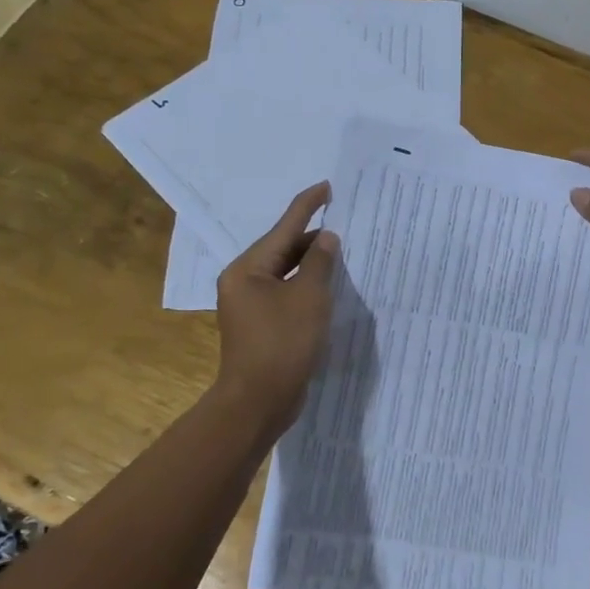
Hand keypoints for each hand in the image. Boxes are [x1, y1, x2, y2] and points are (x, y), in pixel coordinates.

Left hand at [214, 182, 338, 434]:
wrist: (259, 402)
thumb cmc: (283, 344)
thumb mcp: (309, 297)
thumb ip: (320, 262)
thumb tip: (326, 239)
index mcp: (248, 269)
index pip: (283, 228)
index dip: (307, 206)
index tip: (327, 186)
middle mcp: (243, 281)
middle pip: (283, 249)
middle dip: (313, 238)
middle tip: (345, 225)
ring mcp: (250, 305)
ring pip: (286, 272)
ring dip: (312, 264)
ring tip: (342, 253)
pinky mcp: (261, 324)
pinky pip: (287, 293)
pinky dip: (307, 286)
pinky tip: (329, 286)